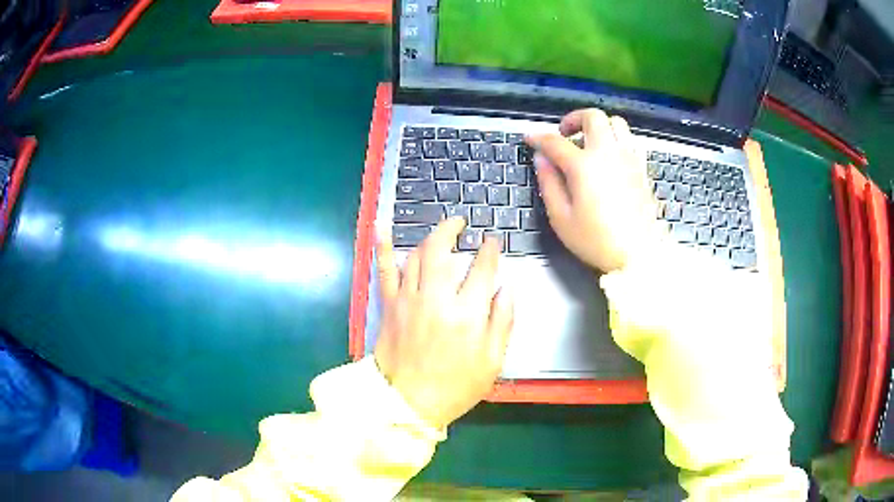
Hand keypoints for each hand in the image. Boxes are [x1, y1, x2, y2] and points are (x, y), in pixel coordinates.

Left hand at [374, 218, 514, 428]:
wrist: (410, 403)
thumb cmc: (456, 386)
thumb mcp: (492, 361)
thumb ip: (502, 321)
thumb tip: (506, 288)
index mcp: (466, 314)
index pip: (481, 269)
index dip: (489, 250)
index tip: (492, 242)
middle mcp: (436, 299)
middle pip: (442, 251)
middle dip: (452, 229)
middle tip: (461, 223)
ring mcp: (408, 300)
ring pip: (416, 256)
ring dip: (429, 238)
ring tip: (440, 232)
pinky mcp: (389, 306)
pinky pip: (384, 270)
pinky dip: (381, 247)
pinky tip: (381, 225)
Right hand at [527, 109, 658, 272]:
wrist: (639, 254)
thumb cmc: (597, 240)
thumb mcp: (562, 218)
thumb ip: (549, 184)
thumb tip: (541, 159)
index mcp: (584, 166)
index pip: (555, 142)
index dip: (539, 138)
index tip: (529, 138)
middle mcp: (608, 153)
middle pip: (592, 117)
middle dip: (574, 119)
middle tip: (564, 134)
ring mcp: (629, 158)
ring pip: (616, 123)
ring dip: (599, 126)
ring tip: (589, 142)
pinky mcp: (642, 168)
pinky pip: (630, 140)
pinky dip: (616, 139)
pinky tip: (609, 156)